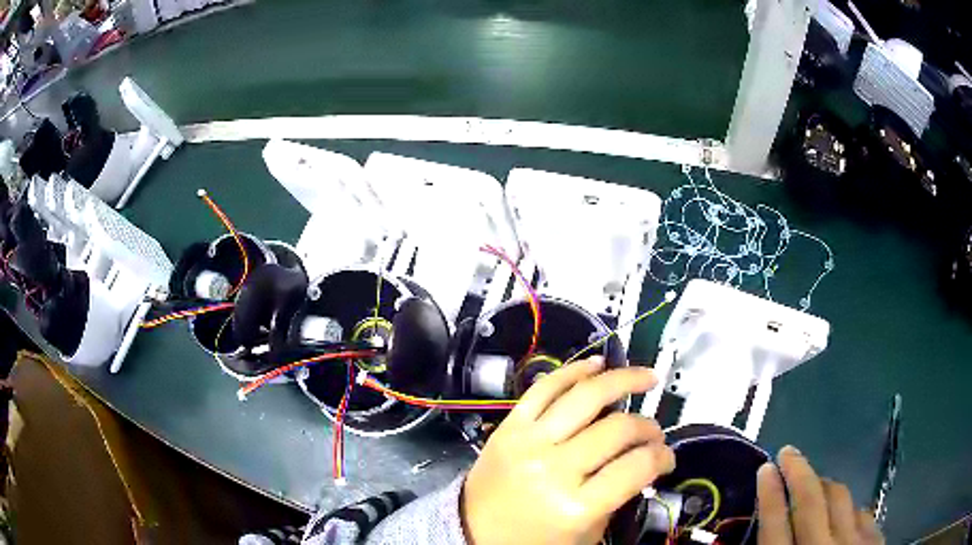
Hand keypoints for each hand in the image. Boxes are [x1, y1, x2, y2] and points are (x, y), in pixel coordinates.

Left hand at [461, 357, 674, 544]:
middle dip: (648, 427)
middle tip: (654, 432)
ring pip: (585, 396)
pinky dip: (575, 371)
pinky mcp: (509, 426)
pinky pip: (545, 387)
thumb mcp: (586, 531)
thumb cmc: (533, 540)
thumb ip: (618, 494)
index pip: (637, 466)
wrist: (472, 531)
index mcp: (576, 506)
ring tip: (646, 377)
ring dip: (623, 379)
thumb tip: (645, 458)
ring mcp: (529, 441)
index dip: (662, 456)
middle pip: (618, 429)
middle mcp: (554, 468)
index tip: (667, 457)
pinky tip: (598, 365)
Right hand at [758, 446, 883, 543]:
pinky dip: (849, 508)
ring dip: (825, 485)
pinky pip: (862, 512)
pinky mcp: (873, 541)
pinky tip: (845, 513)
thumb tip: (761, 535)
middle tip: (788, 452)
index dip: (769, 493)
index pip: (775, 525)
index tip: (766, 469)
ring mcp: (854, 544)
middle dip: (798, 471)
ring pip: (840, 498)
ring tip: (816, 483)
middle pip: (811, 501)